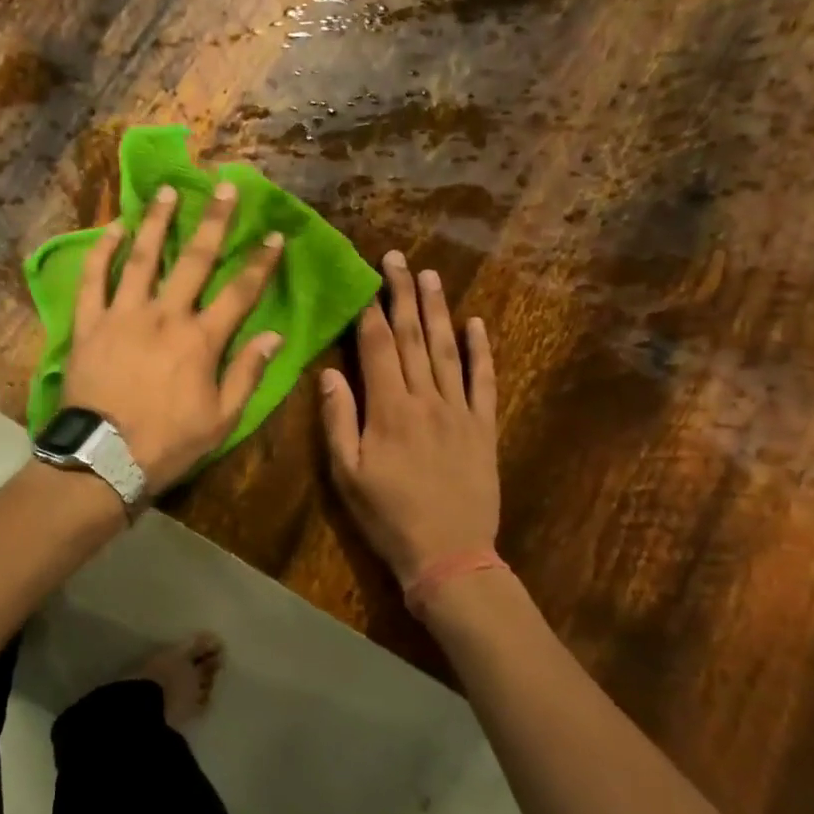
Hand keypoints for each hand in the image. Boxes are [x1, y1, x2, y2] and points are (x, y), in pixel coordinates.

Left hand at [64, 182, 283, 487]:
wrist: (103, 458)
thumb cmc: (168, 443)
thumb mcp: (221, 420)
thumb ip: (247, 374)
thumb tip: (275, 336)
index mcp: (201, 339)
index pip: (240, 292)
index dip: (260, 262)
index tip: (274, 234)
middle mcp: (165, 315)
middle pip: (194, 260)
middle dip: (213, 221)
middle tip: (223, 187)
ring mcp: (123, 315)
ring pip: (142, 258)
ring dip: (156, 222)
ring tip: (166, 191)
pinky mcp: (89, 324)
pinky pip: (93, 279)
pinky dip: (102, 252)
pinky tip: (112, 227)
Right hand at [320, 250, 499, 579]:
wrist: (449, 555)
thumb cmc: (388, 517)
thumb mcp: (347, 475)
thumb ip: (338, 421)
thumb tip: (329, 373)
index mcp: (389, 410)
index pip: (379, 347)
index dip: (370, 310)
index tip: (367, 278)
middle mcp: (426, 399)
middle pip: (414, 336)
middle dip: (403, 295)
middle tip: (398, 259)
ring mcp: (460, 411)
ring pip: (448, 349)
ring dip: (439, 310)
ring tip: (430, 276)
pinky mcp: (483, 427)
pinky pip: (484, 380)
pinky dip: (482, 350)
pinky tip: (476, 323)